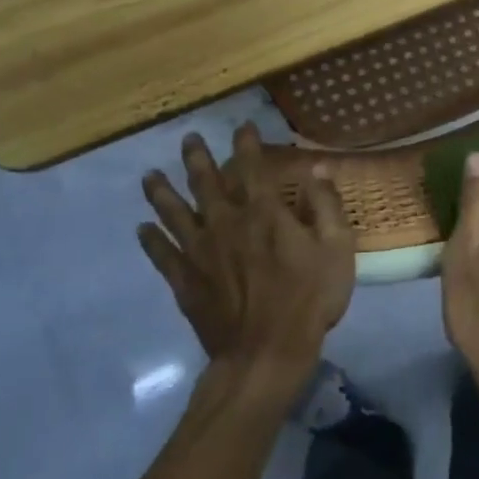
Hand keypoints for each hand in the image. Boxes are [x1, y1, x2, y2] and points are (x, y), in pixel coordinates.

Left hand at [139, 123, 353, 398]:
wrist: (266, 352)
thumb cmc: (309, 298)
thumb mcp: (337, 248)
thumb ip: (326, 205)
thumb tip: (318, 167)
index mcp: (264, 213)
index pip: (252, 168)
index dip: (246, 144)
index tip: (241, 126)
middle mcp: (226, 223)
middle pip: (206, 184)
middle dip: (197, 158)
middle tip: (188, 139)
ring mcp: (200, 253)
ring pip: (175, 214)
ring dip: (162, 193)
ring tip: (149, 176)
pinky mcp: (185, 281)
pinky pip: (162, 255)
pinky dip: (151, 241)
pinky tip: (142, 229)